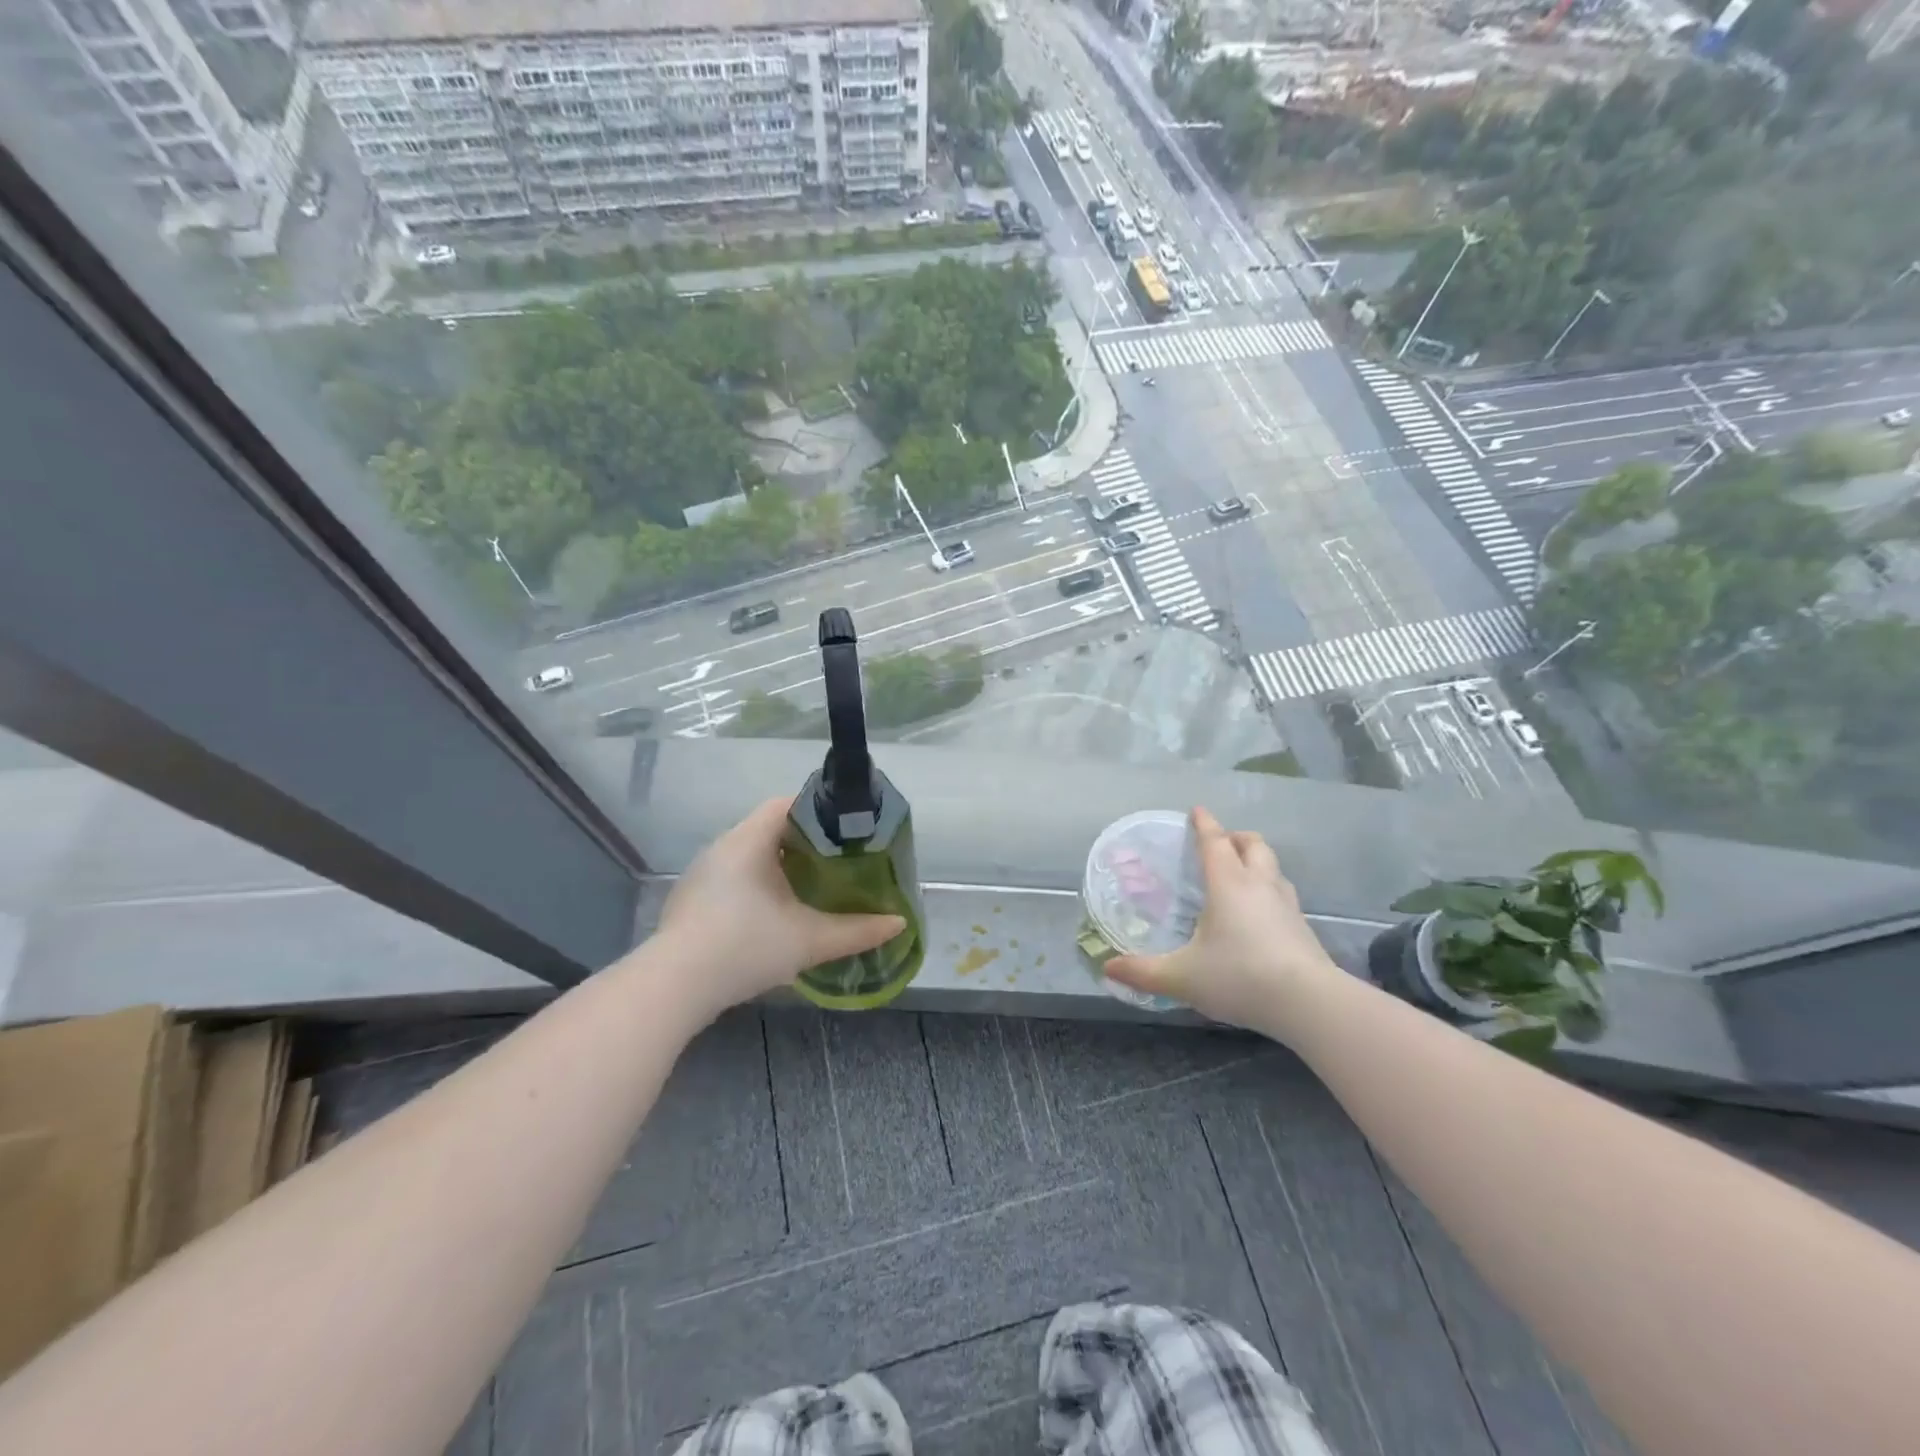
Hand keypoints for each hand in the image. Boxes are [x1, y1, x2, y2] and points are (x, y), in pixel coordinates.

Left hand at [653, 797, 905, 1019]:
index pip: (786, 804)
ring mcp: (702, 874)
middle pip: (769, 828)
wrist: (674, 987)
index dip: (819, 811)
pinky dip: (757, 884)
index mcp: (749, 840)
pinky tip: (772, 914)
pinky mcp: (691, 900)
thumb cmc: (745, 947)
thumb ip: (858, 930)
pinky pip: (732, 876)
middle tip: (838, 860)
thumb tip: (899, 923)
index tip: (846, 830)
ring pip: (749, 854)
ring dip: (779, 865)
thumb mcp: (810, 940)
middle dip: (804, 841)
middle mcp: (722, 847)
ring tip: (811, 885)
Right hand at [1105, 807, 1340, 1037]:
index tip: (1197, 810)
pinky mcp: (1303, 927)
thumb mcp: (1182, 977)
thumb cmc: (1239, 976)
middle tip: (1219, 843)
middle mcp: (1259, 885)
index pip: (1214, 842)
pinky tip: (1261, 913)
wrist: (1309, 1003)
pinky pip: (1283, 894)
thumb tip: (1108, 968)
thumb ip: (1143, 972)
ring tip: (1240, 873)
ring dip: (1256, 861)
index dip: (1204, 824)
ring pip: (1273, 867)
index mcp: (1228, 884)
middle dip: (1235, 837)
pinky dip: (1269, 890)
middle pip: (1252, 845)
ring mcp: (1287, 905)